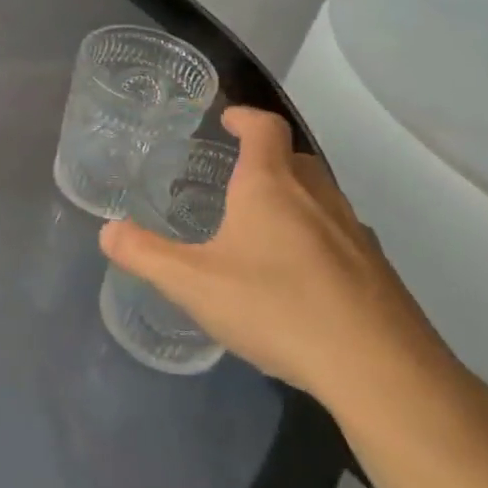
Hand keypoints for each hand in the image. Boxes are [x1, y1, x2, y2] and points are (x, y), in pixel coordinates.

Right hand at [100, 107, 454, 418]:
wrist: (380, 370)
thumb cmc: (276, 307)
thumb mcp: (192, 283)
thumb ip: (145, 254)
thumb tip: (108, 231)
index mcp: (270, 187)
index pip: (265, 129)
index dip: (246, 117)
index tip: (228, 118)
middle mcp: (317, 199)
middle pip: (295, 159)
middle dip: (267, 158)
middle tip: (237, 175)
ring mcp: (354, 235)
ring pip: (321, 198)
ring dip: (294, 198)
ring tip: (263, 227)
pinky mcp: (377, 272)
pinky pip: (340, 237)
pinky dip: (316, 238)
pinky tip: (298, 277)